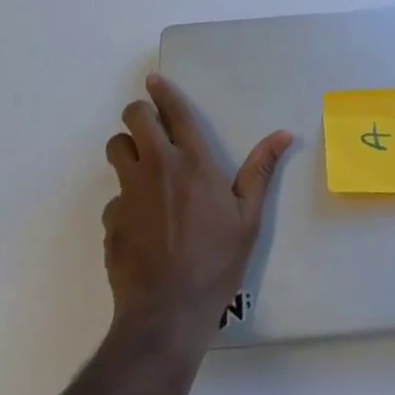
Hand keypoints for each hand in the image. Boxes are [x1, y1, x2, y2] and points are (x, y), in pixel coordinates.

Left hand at [103, 73, 292, 347]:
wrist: (167, 313)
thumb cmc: (215, 262)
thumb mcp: (248, 219)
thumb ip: (260, 172)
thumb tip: (283, 134)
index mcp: (193, 162)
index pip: (174, 112)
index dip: (162, 91)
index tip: (154, 80)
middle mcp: (157, 167)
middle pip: (134, 119)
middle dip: (140, 115)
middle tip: (150, 127)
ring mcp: (130, 192)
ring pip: (116, 148)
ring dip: (126, 149)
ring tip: (141, 166)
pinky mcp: (112, 219)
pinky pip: (114, 196)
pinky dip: (124, 200)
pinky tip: (140, 223)